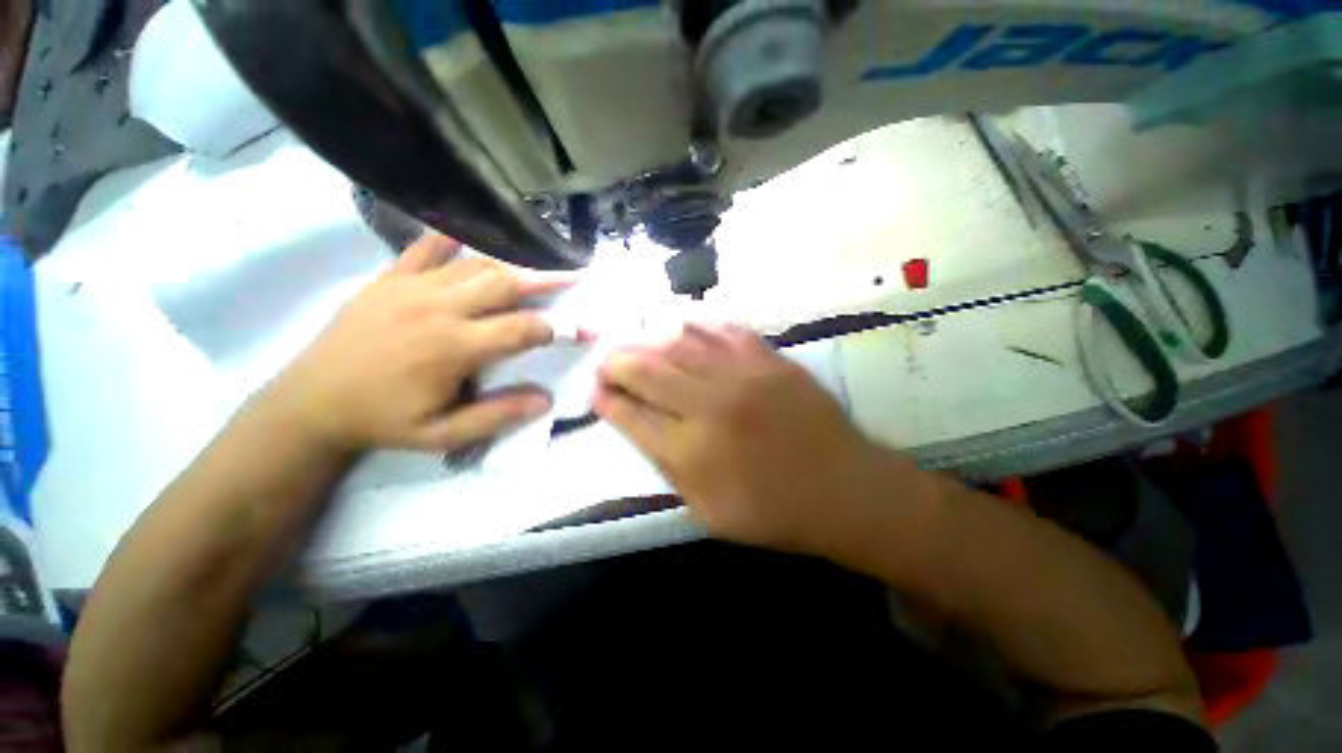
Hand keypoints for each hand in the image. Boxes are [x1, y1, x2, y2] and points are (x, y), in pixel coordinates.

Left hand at [268, 234, 569, 452]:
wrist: (310, 404)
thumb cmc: (383, 421)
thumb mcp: (442, 434)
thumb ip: (496, 415)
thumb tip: (546, 399)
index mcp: (454, 348)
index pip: (523, 329)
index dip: (561, 328)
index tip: (585, 329)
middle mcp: (439, 309)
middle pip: (505, 284)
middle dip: (547, 279)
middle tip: (575, 274)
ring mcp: (411, 288)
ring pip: (475, 265)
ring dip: (513, 262)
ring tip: (539, 260)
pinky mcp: (389, 279)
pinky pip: (424, 248)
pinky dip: (451, 239)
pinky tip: (470, 234)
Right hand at [595, 324, 906, 553]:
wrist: (845, 490)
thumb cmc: (774, 511)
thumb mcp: (708, 510)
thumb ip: (667, 467)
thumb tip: (635, 424)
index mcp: (693, 453)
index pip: (632, 416)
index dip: (607, 401)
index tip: (596, 391)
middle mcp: (712, 406)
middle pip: (647, 371)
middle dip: (616, 363)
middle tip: (606, 363)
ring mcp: (743, 376)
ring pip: (678, 343)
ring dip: (646, 340)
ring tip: (634, 343)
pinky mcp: (770, 359)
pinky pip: (722, 329)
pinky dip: (694, 324)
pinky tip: (678, 325)